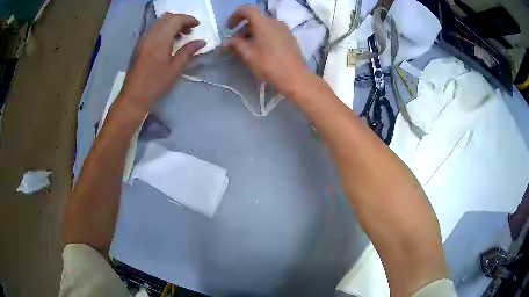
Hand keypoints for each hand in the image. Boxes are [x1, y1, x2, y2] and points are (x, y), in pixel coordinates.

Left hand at [120, 13, 206, 113]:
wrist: (133, 96)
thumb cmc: (155, 84)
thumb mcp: (175, 68)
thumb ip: (188, 51)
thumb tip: (202, 41)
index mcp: (160, 39)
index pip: (176, 20)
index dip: (189, 19)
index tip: (198, 25)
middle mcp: (151, 35)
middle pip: (167, 17)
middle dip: (181, 19)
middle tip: (190, 29)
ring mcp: (143, 39)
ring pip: (160, 22)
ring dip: (172, 24)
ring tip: (182, 35)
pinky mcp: (140, 44)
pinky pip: (154, 29)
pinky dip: (164, 29)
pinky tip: (169, 41)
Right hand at [225, 5, 308, 94]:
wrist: (295, 77)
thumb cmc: (269, 64)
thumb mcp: (248, 55)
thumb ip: (236, 44)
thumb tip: (227, 42)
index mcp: (264, 23)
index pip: (247, 9)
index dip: (235, 15)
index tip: (229, 27)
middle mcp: (275, 22)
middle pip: (255, 19)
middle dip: (242, 29)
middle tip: (235, 44)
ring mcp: (284, 29)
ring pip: (264, 26)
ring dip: (252, 33)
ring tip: (247, 49)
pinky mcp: (289, 37)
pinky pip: (272, 31)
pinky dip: (262, 36)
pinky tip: (260, 50)